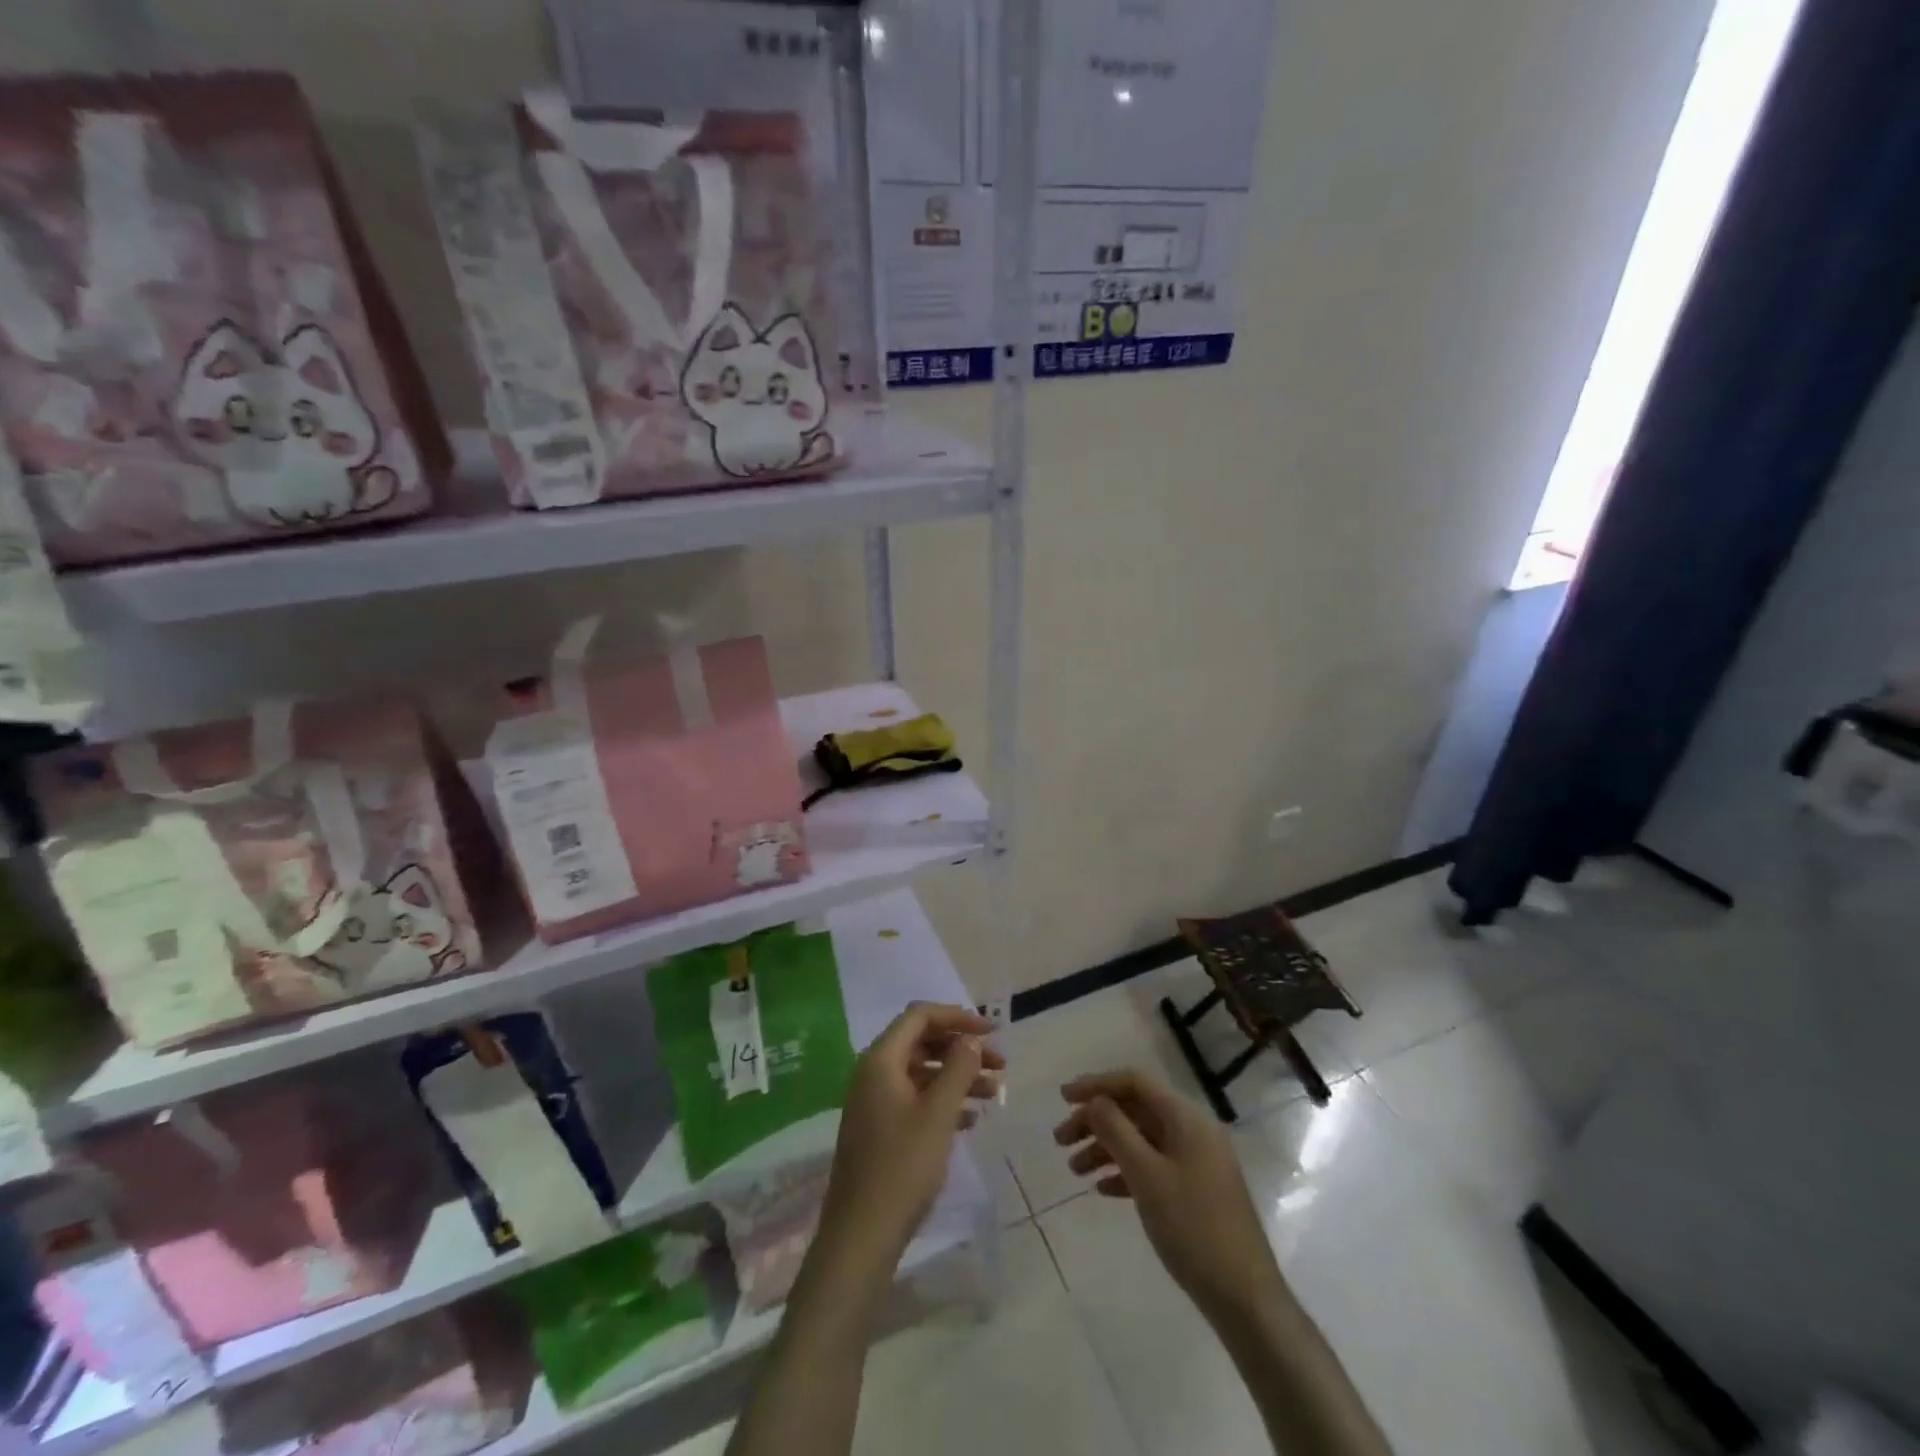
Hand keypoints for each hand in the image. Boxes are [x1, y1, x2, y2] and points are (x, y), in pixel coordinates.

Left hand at [819, 1002, 1004, 1261]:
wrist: (861, 1236)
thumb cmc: (902, 1167)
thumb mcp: (938, 1114)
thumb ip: (958, 1069)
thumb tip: (970, 1039)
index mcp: (881, 1060)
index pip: (920, 1016)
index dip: (958, 1017)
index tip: (992, 1031)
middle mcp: (874, 1073)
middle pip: (922, 1043)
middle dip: (962, 1049)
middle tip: (1000, 1064)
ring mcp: (874, 1103)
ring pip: (922, 1073)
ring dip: (958, 1077)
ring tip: (995, 1093)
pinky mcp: (879, 1130)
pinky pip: (915, 1099)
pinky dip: (943, 1101)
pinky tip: (971, 1119)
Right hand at [1054, 1069, 1286, 1324]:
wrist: (1245, 1298)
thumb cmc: (1193, 1228)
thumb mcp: (1147, 1176)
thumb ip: (1116, 1131)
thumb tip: (1095, 1101)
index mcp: (1186, 1118)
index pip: (1135, 1082)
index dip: (1097, 1084)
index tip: (1063, 1098)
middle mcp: (1192, 1131)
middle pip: (1135, 1110)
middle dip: (1096, 1120)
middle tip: (1060, 1140)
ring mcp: (1196, 1162)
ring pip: (1142, 1139)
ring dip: (1106, 1148)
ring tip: (1074, 1170)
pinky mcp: (1196, 1190)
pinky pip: (1153, 1166)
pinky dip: (1125, 1171)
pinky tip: (1102, 1189)